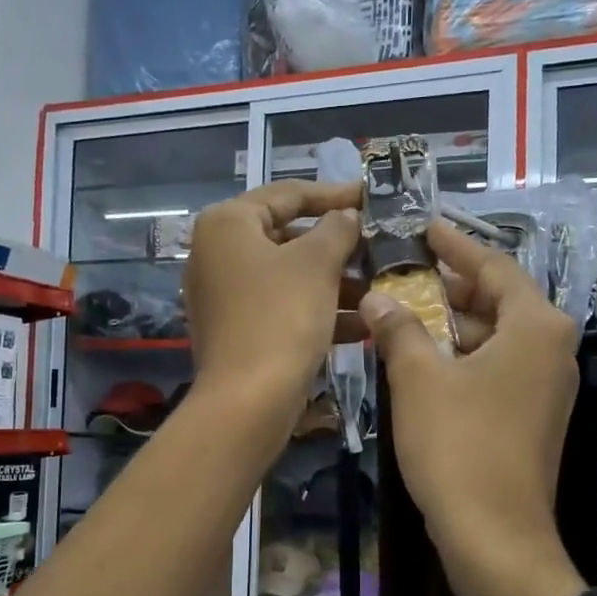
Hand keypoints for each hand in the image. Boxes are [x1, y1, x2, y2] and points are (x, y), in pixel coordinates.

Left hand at [184, 181, 362, 415]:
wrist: (248, 401)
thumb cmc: (281, 317)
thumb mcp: (317, 263)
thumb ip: (337, 229)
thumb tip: (345, 217)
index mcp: (227, 224)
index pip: (288, 194)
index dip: (334, 194)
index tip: (371, 198)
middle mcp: (217, 254)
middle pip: (288, 236)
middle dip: (337, 246)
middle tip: (377, 248)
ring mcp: (224, 295)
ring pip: (289, 277)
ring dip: (334, 282)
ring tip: (378, 289)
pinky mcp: (236, 330)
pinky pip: (282, 308)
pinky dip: (317, 311)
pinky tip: (361, 325)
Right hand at [361, 220, 585, 595]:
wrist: (495, 536)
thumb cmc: (458, 445)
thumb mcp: (419, 379)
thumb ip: (399, 328)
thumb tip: (379, 298)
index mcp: (537, 327)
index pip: (494, 267)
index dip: (455, 246)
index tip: (424, 228)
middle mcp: (553, 349)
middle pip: (497, 302)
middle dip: (448, 289)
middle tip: (401, 274)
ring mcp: (547, 387)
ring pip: (494, 339)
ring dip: (449, 327)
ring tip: (400, 315)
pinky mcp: (533, 418)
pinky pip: (496, 369)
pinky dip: (461, 359)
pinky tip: (420, 361)